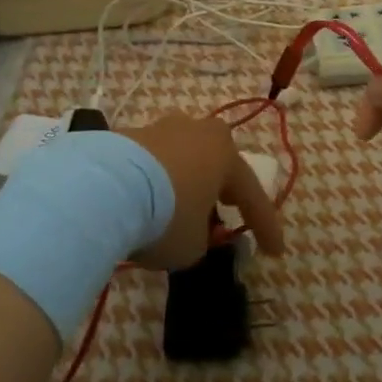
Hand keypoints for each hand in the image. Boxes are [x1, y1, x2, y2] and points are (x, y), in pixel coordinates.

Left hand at [118, 115, 284, 269]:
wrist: (105, 187)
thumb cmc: (166, 215)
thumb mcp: (193, 245)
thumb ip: (202, 237)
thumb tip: (192, 231)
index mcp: (225, 153)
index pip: (252, 194)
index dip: (265, 226)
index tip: (275, 252)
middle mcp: (197, 132)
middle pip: (216, 162)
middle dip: (224, 187)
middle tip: (229, 207)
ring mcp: (160, 129)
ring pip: (182, 157)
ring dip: (186, 181)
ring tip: (181, 205)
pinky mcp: (127, 136)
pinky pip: (152, 163)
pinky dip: (155, 182)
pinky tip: (147, 201)